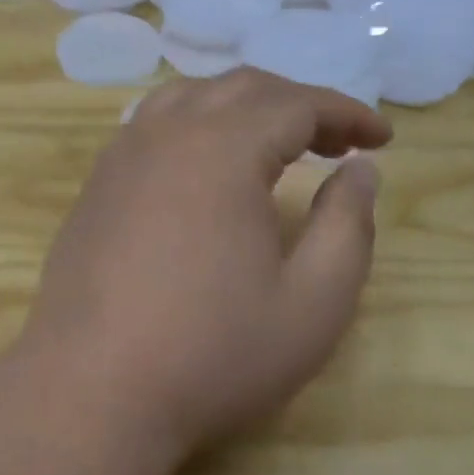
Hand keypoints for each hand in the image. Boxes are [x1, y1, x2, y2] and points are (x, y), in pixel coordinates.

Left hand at [12, 68, 390, 470]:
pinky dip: (194, 121)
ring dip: (241, 105)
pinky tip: (205, 163)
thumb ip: (347, 226)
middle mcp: (167, 132)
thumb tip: (360, 169)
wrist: (92, 386)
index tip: (381, 138)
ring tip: (274, 142)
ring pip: (189, 96)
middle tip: (337, 142)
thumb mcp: (312, 304)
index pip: (295, 104)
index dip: (345, 112)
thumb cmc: (211, 352)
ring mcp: (122, 152)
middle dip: (297, 104)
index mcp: (222, 149)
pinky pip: (152, 122)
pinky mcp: (97, 180)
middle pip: (241, 88)